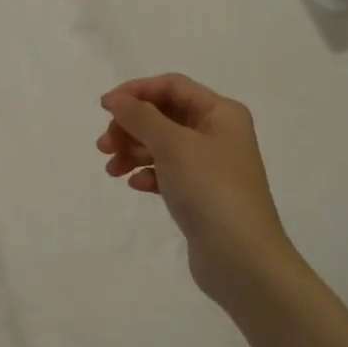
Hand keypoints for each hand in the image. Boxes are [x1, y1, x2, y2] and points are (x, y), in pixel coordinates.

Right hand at [98, 74, 300, 309]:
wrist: (243, 259)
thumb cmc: (210, 190)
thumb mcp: (173, 145)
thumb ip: (141, 116)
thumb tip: (116, 99)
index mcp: (221, 113)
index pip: (172, 86)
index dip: (136, 91)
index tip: (104, 107)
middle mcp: (219, 133)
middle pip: (164, 115)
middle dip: (131, 126)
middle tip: (104, 146)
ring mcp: (211, 165)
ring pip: (162, 145)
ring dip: (134, 150)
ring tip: (112, 169)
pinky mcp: (202, 194)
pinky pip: (168, 172)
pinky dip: (149, 173)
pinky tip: (136, 185)